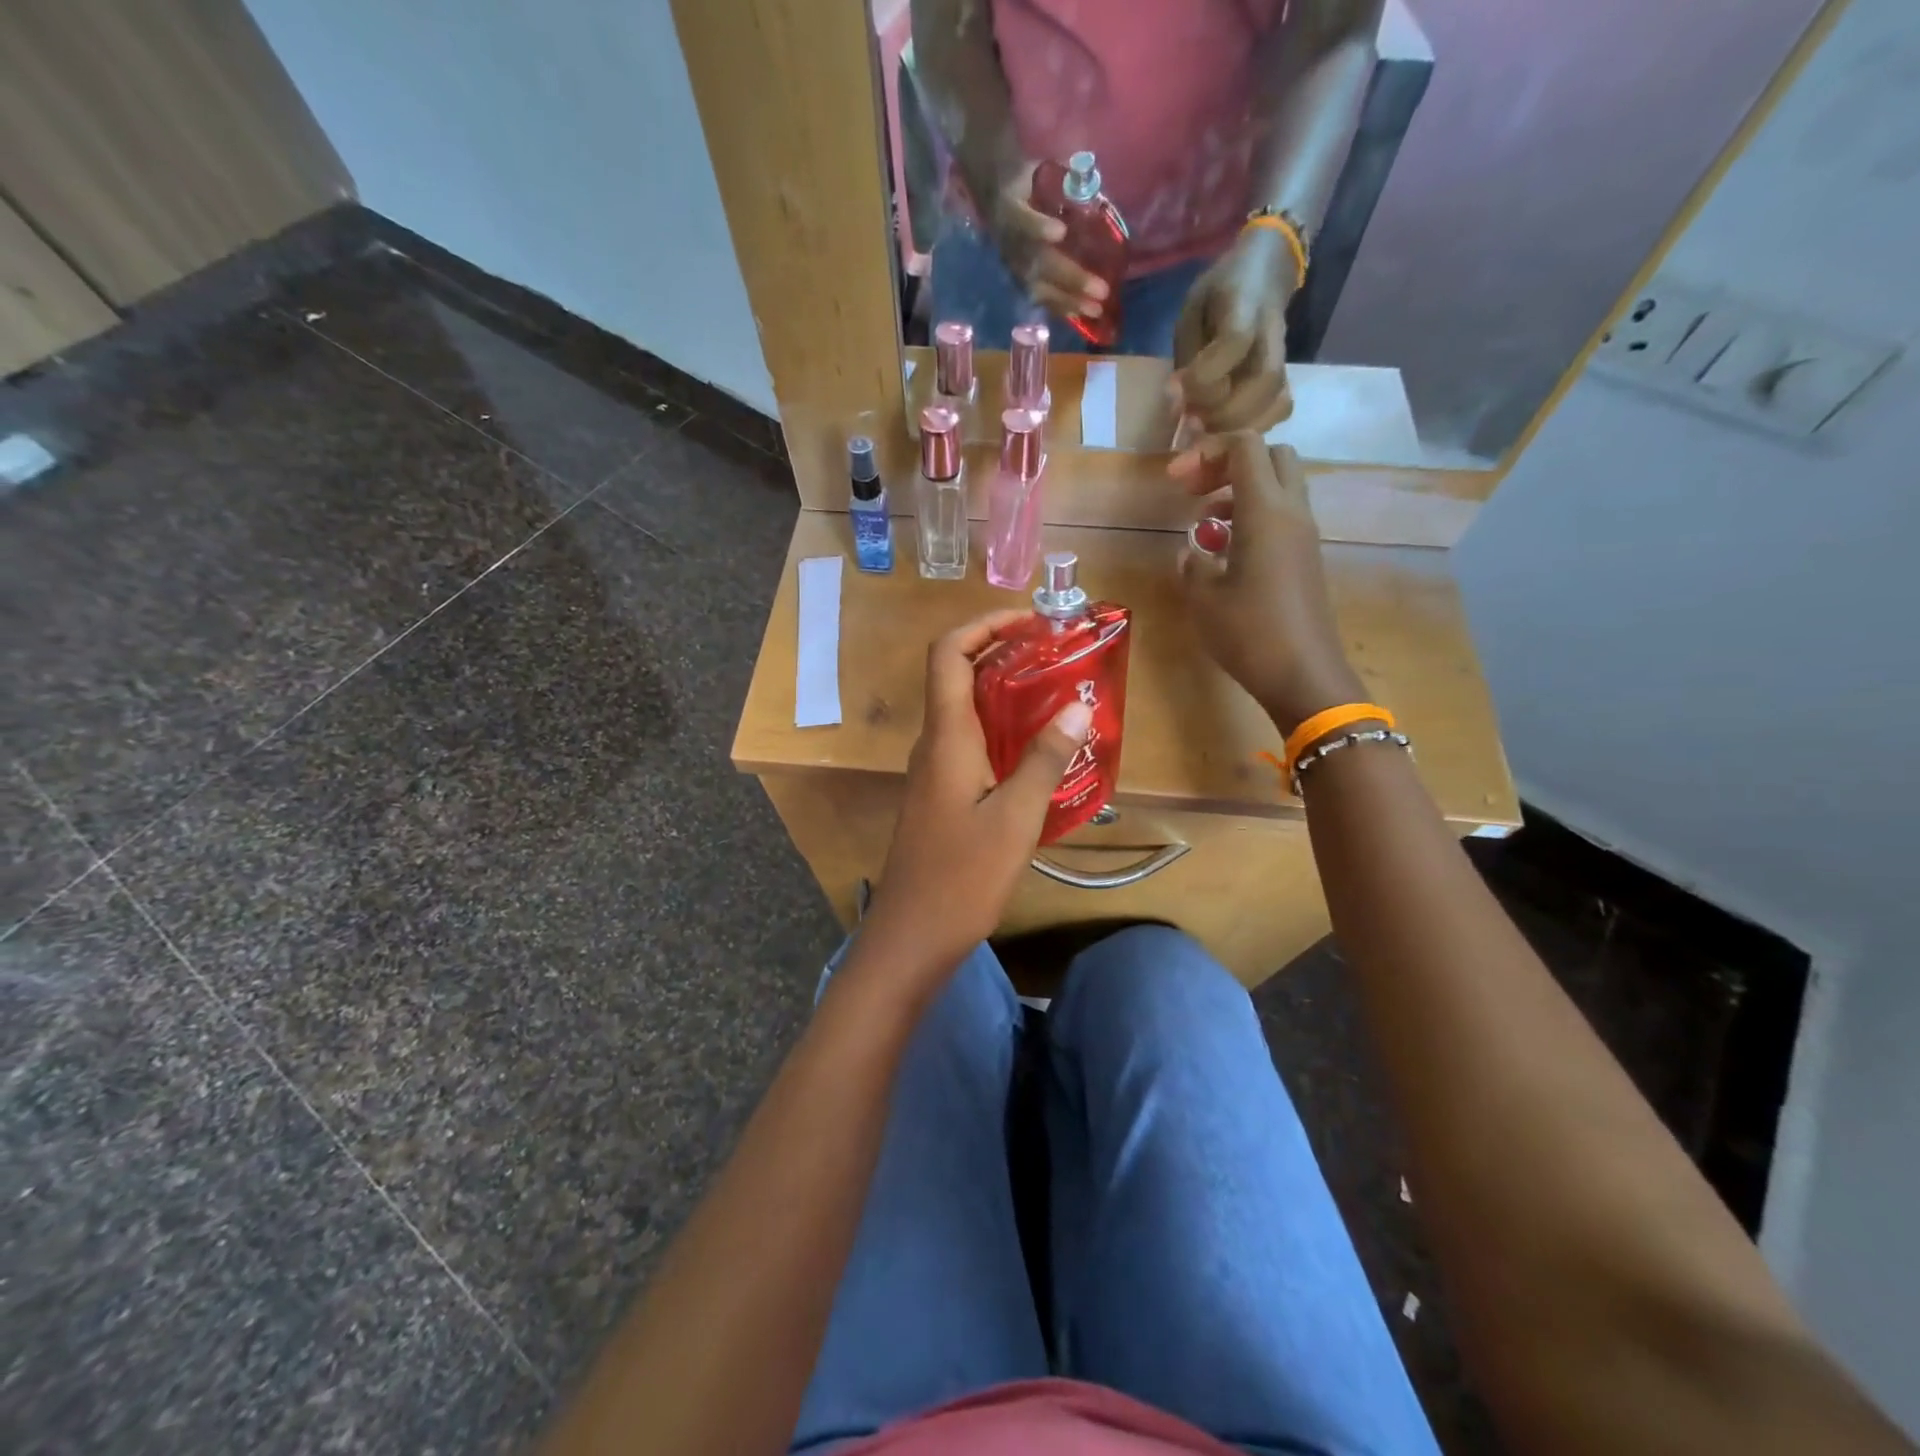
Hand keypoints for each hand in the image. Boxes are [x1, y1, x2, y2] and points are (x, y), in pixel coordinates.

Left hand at [860, 611, 1093, 982]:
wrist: (911, 937)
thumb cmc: (962, 877)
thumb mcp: (1015, 818)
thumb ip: (1043, 760)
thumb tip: (1076, 708)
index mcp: (946, 738)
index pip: (947, 654)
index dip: (982, 625)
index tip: (1029, 622)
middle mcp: (933, 745)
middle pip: (956, 677)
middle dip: (1003, 655)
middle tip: (1057, 657)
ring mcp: (933, 773)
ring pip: (964, 713)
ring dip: (1004, 695)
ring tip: (1057, 697)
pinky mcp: (940, 798)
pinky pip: (969, 746)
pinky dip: (1000, 733)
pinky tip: (1037, 754)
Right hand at [984, 163, 1108, 321]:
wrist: (995, 199)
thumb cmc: (1026, 183)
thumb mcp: (1038, 171)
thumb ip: (1063, 178)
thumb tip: (1091, 182)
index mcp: (1012, 209)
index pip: (1024, 221)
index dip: (1040, 227)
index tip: (1060, 232)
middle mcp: (1012, 244)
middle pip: (1041, 265)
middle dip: (1072, 278)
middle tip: (1101, 290)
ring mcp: (1015, 267)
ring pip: (1042, 289)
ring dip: (1070, 301)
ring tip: (1096, 310)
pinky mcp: (1020, 282)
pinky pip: (1041, 299)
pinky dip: (1061, 308)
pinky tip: (1082, 314)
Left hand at [1171, 227, 1297, 434]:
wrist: (1263, 274)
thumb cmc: (1218, 295)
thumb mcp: (1192, 314)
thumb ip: (1186, 356)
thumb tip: (1176, 404)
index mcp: (1244, 305)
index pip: (1235, 340)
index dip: (1205, 375)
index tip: (1177, 387)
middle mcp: (1272, 334)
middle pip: (1265, 380)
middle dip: (1222, 412)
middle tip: (1191, 423)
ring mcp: (1283, 358)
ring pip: (1276, 402)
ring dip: (1237, 427)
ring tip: (1205, 433)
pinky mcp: (1285, 377)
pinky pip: (1279, 410)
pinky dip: (1252, 429)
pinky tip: (1226, 433)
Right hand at [1172, 434, 1363, 733]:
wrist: (1304, 675)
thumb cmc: (1249, 633)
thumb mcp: (1204, 598)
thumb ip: (1193, 564)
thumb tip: (1193, 551)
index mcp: (1266, 512)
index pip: (1245, 447)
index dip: (1206, 452)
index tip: (1175, 481)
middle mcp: (1292, 513)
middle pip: (1271, 457)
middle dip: (1229, 464)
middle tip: (1195, 493)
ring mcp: (1304, 536)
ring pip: (1278, 487)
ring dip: (1240, 493)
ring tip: (1205, 526)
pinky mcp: (1306, 559)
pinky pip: (1282, 518)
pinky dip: (1253, 518)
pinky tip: (1226, 553)